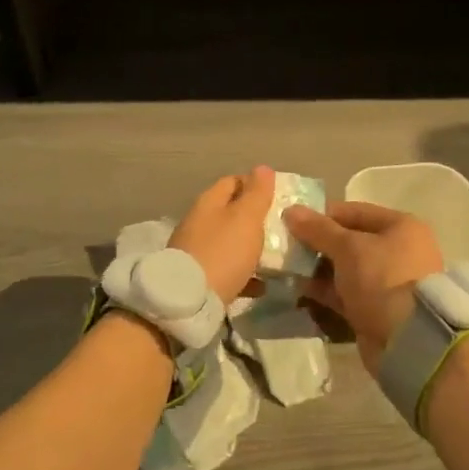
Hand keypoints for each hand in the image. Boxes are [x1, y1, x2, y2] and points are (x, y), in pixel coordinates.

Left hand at [169, 167, 275, 306]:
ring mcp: (195, 251)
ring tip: (275, 257)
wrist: (188, 302)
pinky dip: (244, 274)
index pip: (233, 181)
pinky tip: (261, 285)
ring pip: (229, 242)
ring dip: (250, 247)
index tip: (278, 196)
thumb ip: (256, 193)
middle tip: (280, 227)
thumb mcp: (246, 218)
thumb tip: (262, 168)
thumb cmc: (222, 253)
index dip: (255, 185)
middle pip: (230, 213)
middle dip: (255, 218)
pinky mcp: (197, 278)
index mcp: (208, 203)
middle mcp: (198, 222)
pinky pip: (226, 271)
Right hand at [284, 201, 443, 368]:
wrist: (408, 341)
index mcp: (400, 227)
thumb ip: (317, 229)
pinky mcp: (377, 309)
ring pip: (346, 269)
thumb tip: (290, 210)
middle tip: (288, 248)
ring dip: (318, 269)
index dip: (323, 216)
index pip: (354, 212)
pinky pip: (347, 293)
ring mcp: (388, 282)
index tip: (293, 223)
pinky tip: (300, 288)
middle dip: (318, 244)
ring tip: (288, 268)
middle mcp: (398, 251)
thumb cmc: (382, 279)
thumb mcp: (348, 248)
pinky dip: (326, 290)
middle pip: (350, 241)